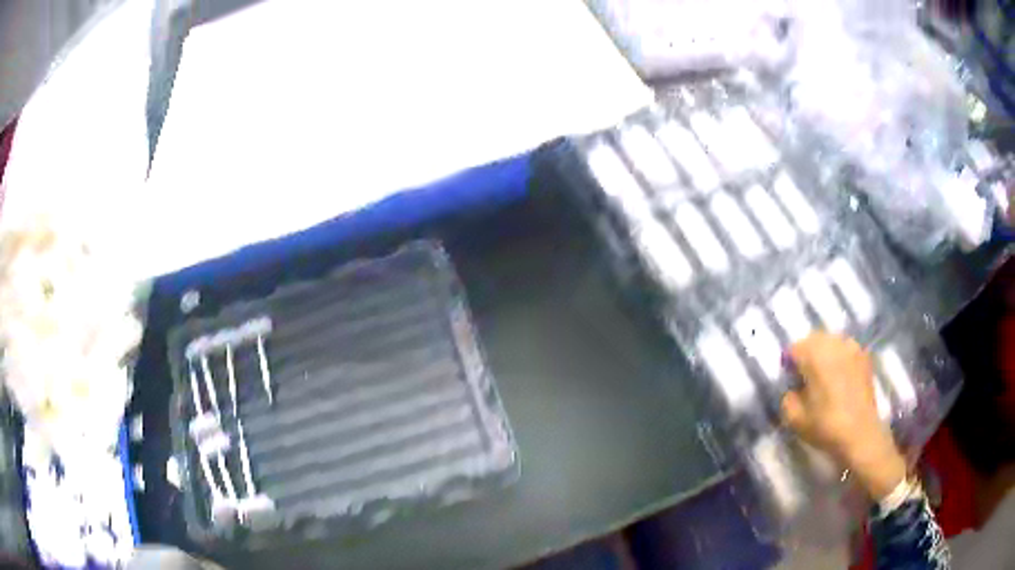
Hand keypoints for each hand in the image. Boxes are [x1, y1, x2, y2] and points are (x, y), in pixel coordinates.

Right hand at [782, 332, 906, 499]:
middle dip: (807, 355)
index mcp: (814, 354)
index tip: (790, 382)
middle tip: (805, 378)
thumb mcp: (794, 419)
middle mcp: (834, 343)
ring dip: (824, 354)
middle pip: (813, 339)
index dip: (788, 365)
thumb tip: (792, 388)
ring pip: (832, 341)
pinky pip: (847, 349)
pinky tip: (840, 377)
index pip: (794, 348)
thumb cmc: (826, 425)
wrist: (860, 434)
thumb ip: (787, 398)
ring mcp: (852, 347)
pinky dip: (840, 358)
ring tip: (824, 376)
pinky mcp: (864, 357)